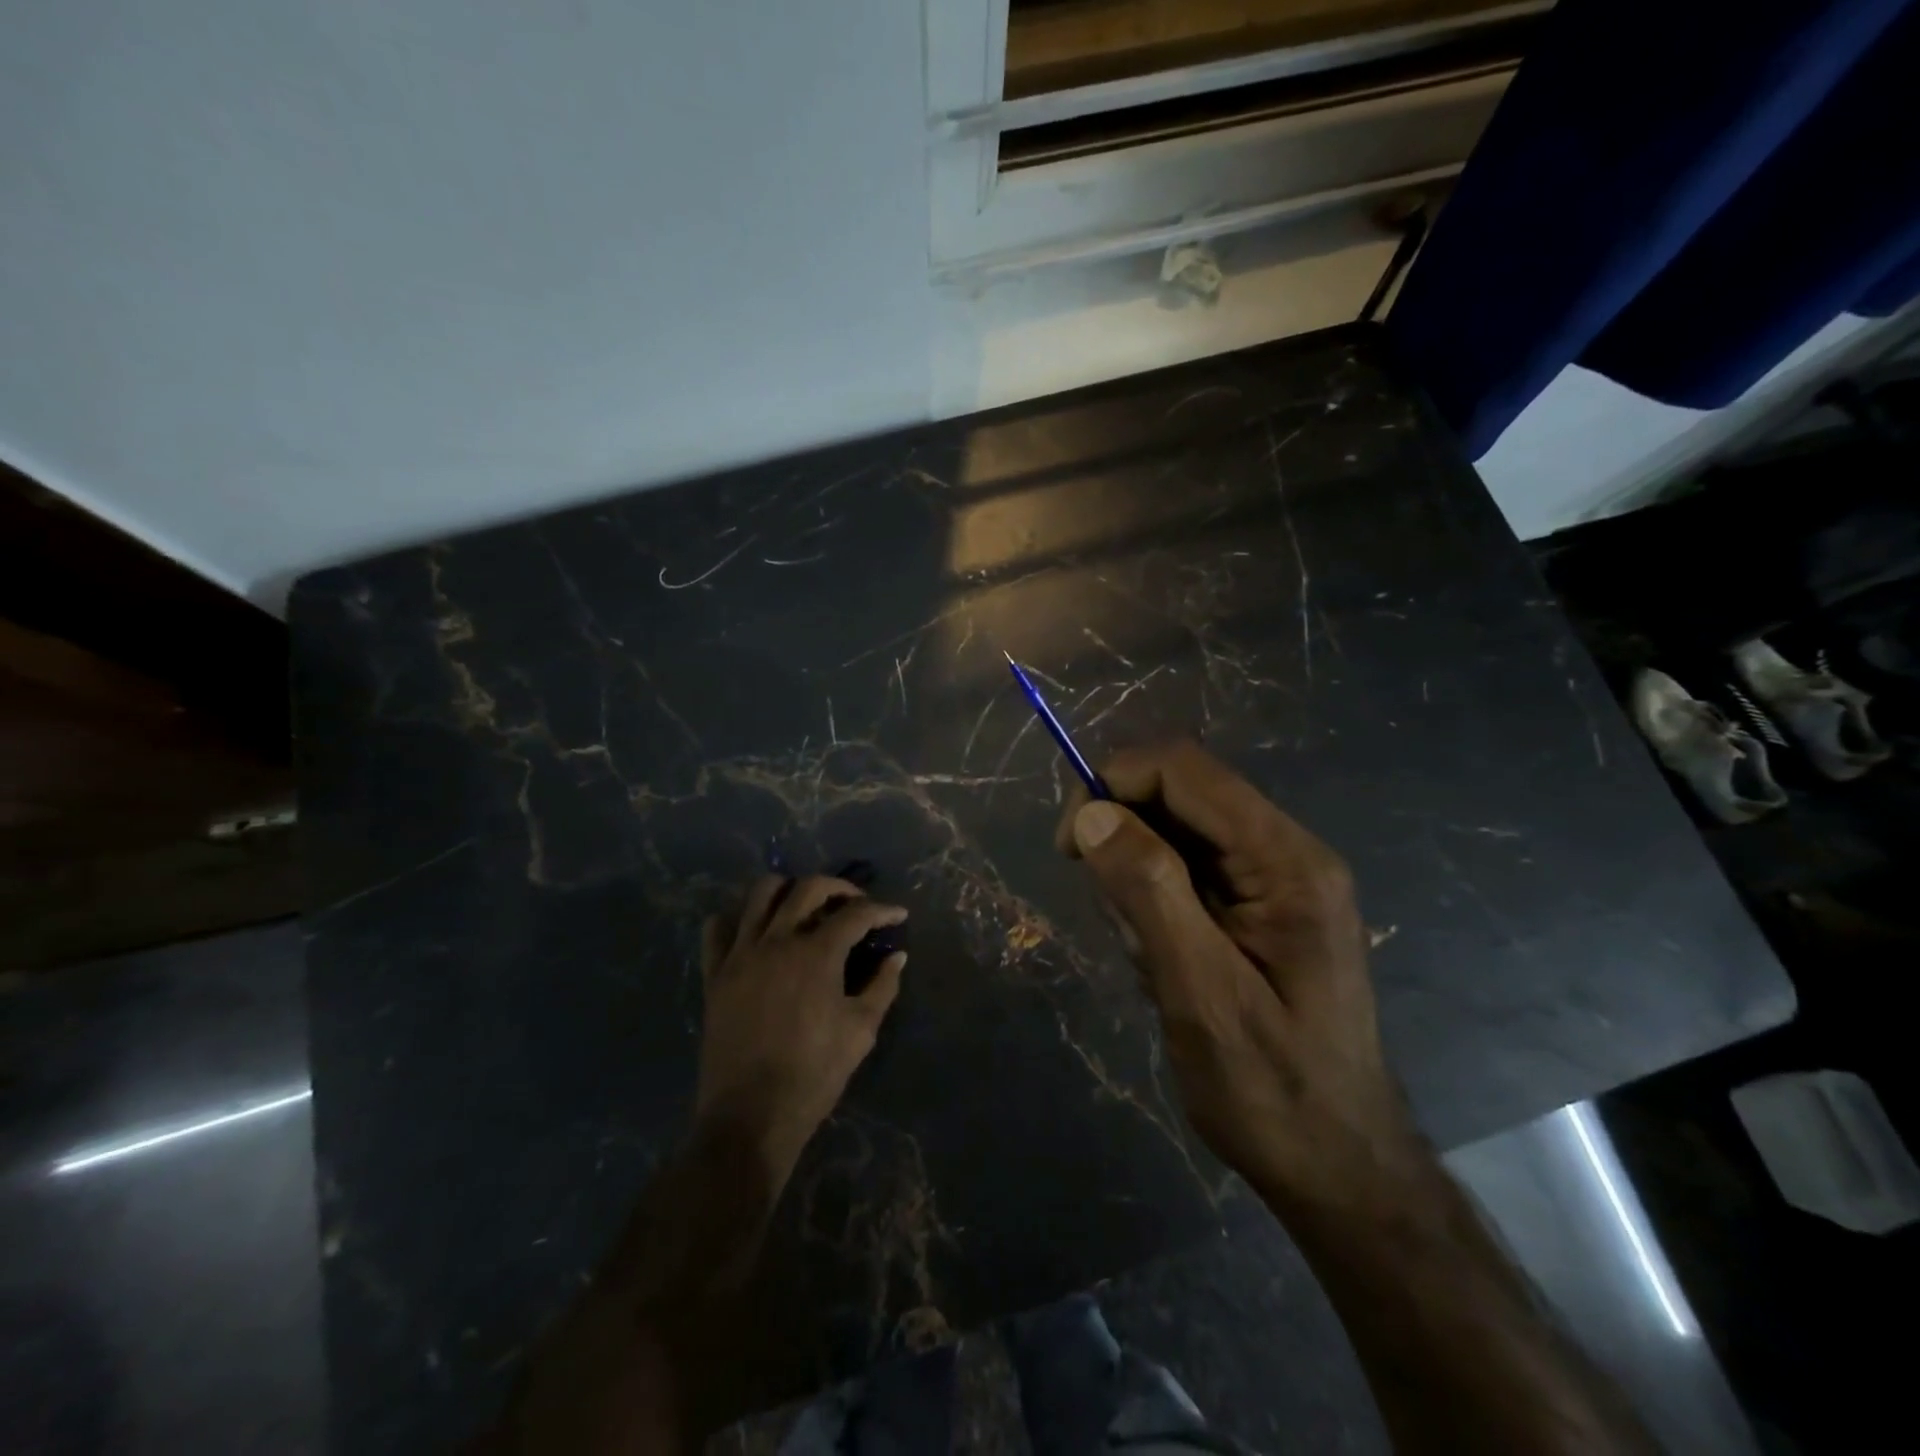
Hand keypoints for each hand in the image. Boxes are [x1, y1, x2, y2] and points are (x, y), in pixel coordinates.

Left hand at [696, 876, 907, 1180]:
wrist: (750, 1116)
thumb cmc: (814, 1074)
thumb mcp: (861, 1031)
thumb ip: (882, 986)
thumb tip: (897, 956)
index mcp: (817, 953)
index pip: (856, 914)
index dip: (882, 910)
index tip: (898, 915)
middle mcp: (777, 941)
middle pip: (809, 888)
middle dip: (839, 887)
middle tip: (855, 903)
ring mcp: (741, 954)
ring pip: (760, 894)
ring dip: (788, 889)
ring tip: (804, 905)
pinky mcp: (715, 974)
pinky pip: (717, 929)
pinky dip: (737, 919)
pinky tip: (754, 931)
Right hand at [1056, 742, 1425, 1217]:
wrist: (1340, 1168)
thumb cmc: (1272, 1092)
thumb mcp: (1200, 994)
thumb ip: (1149, 893)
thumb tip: (1091, 813)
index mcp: (1286, 861)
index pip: (1184, 770)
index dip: (1115, 783)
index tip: (1070, 843)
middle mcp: (1287, 852)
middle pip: (1180, 794)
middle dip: (1125, 838)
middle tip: (1117, 920)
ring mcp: (1276, 878)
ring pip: (1175, 833)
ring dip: (1139, 882)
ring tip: (1152, 961)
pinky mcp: (1260, 904)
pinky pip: (1187, 871)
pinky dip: (1155, 904)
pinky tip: (1165, 964)